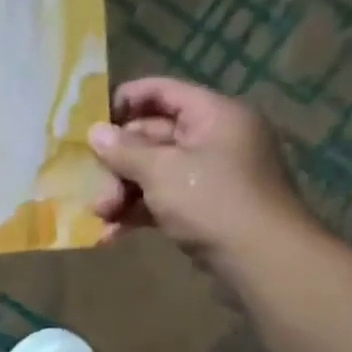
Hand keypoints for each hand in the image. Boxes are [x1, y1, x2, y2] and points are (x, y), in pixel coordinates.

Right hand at [86, 77, 314, 279]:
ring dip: (121, 191)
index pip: (163, 91)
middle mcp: (214, 139)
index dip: (125, 100)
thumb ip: (124, 150)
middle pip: (152, 136)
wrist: (262, 260)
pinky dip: (137, 212)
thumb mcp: (161, 171)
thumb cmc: (212, 201)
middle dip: (117, 161)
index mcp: (214, 116)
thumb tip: (95, 132)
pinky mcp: (204, 207)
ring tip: (100, 214)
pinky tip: (111, 233)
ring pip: (153, 172)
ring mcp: (210, 175)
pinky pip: (162, 199)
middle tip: (90, 181)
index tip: (89, 120)